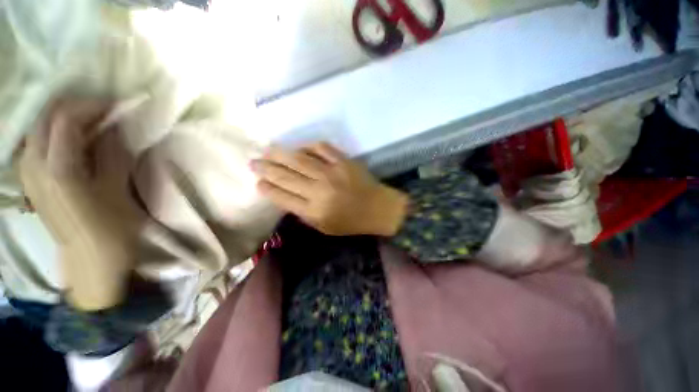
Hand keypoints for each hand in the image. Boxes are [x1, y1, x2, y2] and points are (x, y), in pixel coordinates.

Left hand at [18, 98, 141, 309]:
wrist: (91, 263)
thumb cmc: (112, 230)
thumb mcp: (119, 190)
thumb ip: (112, 154)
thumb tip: (114, 127)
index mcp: (58, 169)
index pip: (66, 117)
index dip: (93, 105)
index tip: (119, 107)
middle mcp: (34, 165)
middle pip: (47, 117)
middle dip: (77, 108)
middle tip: (107, 114)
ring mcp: (28, 173)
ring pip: (40, 127)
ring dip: (67, 119)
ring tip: (95, 126)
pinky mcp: (31, 180)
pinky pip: (38, 143)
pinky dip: (57, 133)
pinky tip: (77, 142)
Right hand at [252, 142, 407, 235]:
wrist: (378, 208)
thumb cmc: (351, 222)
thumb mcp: (324, 226)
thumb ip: (303, 212)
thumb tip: (285, 195)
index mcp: (315, 211)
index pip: (283, 197)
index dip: (267, 188)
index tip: (258, 182)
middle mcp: (320, 190)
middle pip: (286, 175)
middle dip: (266, 168)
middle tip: (254, 162)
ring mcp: (332, 172)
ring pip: (299, 159)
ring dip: (280, 154)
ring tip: (268, 151)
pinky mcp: (343, 161)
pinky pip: (320, 148)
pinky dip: (307, 146)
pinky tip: (299, 148)